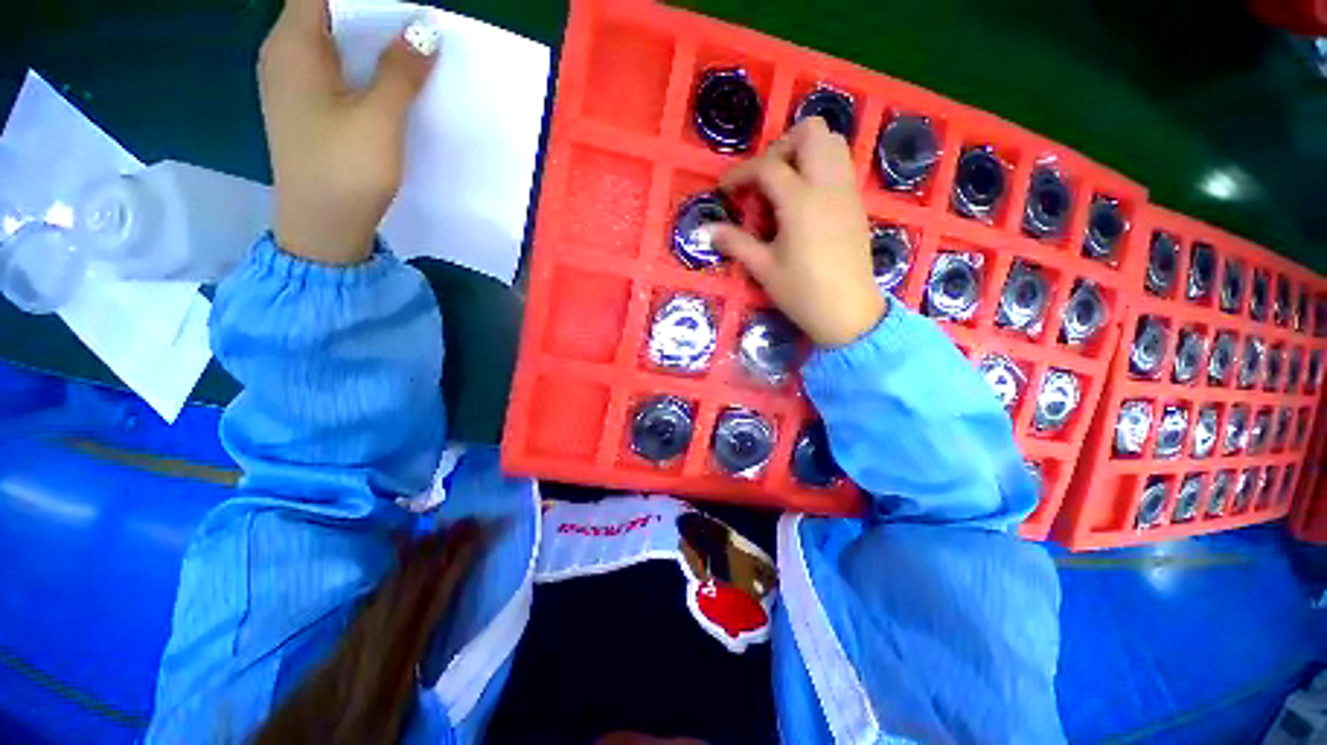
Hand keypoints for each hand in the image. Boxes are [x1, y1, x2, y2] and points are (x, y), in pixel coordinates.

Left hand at [258, 0, 441, 264]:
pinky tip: (386, 74)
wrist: (322, 226)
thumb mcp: (379, 118)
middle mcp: (284, 55)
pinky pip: (332, 65)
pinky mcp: (305, 106)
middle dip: (369, 11)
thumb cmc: (345, 169)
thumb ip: (401, 71)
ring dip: (366, 36)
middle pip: (324, 9)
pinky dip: (359, 60)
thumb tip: (425, 31)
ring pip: (330, 38)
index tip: (401, 6)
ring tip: (406, 43)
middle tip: (411, 20)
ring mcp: (292, 82)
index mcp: (293, 45)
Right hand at [709, 117, 885, 347]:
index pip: (768, 167)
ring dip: (803, 153)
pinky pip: (840, 166)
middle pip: (811, 133)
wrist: (848, 312)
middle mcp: (828, 185)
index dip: (741, 174)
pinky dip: (819, 168)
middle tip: (762, 180)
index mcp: (801, 201)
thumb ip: (735, 243)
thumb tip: (705, 231)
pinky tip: (802, 202)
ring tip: (782, 186)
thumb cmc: (802, 292)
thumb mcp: (763, 268)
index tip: (725, 190)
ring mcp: (847, 192)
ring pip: (832, 143)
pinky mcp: (856, 204)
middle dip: (780, 147)